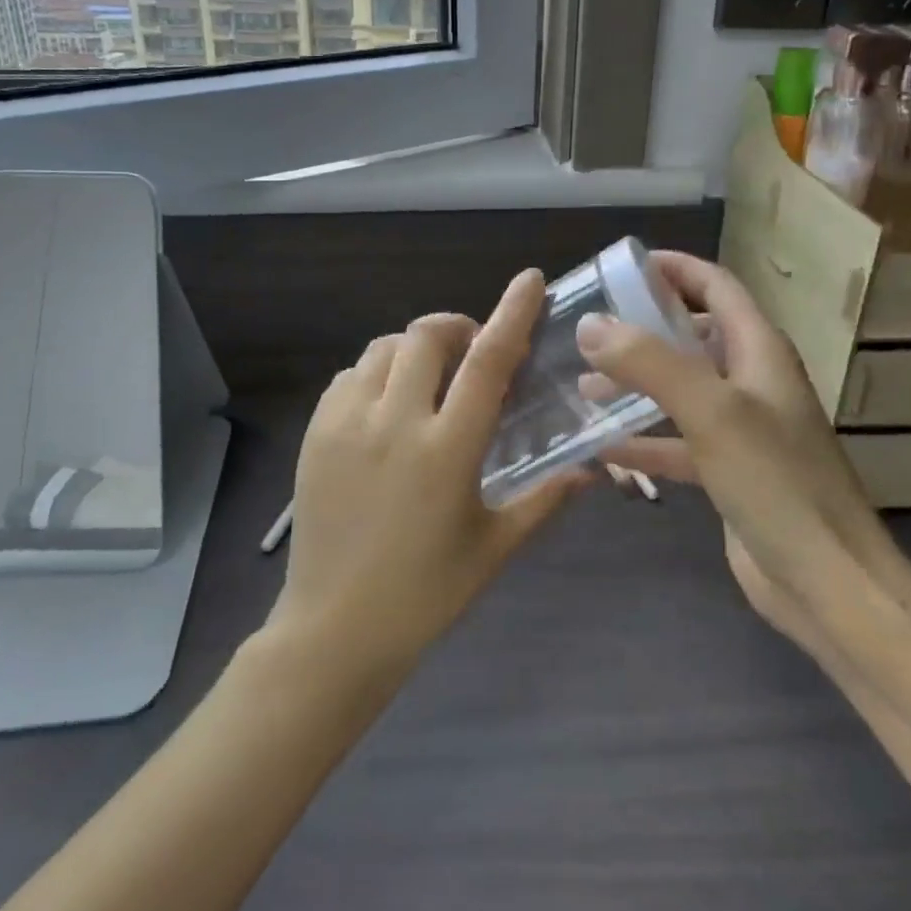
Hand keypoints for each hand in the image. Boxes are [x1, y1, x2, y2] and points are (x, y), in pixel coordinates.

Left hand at [269, 269, 583, 673]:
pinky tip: (386, 404)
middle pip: (426, 336)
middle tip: (471, 351)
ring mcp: (347, 423)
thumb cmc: (426, 593)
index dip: (512, 313)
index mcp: (447, 448)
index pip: (487, 361)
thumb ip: (546, 498)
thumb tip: (594, 469)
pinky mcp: (316, 433)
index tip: (528, 280)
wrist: (334, 629)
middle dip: (455, 328)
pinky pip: (349, 375)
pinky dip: (375, 373)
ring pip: (383, 348)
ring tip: (428, 377)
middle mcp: (395, 422)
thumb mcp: (495, 547)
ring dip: (413, 348)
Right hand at [578, 251, 909, 644]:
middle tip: (590, 329)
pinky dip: (642, 440)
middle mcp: (751, 381)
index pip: (717, 286)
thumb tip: (591, 324)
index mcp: (759, 351)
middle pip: (693, 335)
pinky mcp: (728, 472)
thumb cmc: (777, 483)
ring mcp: (741, 429)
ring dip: (635, 384)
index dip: (675, 269)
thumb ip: (650, 362)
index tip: (621, 267)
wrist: (828, 584)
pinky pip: (677, 442)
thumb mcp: (711, 411)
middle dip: (644, 327)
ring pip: (680, 389)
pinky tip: (600, 447)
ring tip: (583, 385)